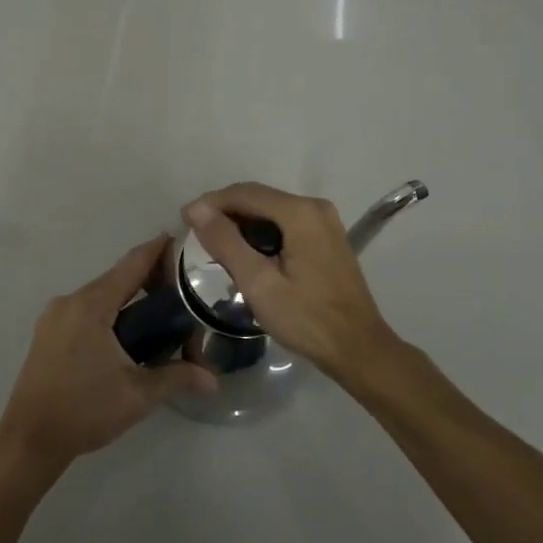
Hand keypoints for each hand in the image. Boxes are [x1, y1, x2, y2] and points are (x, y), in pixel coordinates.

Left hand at [0, 236, 217, 478]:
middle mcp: (70, 300)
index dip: (157, 250)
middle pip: (115, 277)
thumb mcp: (138, 395)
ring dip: (127, 296)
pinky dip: (108, 309)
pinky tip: (126, 329)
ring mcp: (55, 315)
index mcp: (92, 305)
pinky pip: (85, 308)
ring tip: (160, 309)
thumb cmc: (85, 411)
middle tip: (182, 286)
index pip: (131, 265)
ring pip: (100, 294)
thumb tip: (213, 379)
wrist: (30, 439)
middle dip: (147, 277)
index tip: (181, 240)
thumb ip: (177, 377)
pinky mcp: (48, 331)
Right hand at [184, 183, 398, 380]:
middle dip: (225, 210)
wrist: (358, 349)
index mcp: (300, 213)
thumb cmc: (307, 319)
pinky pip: (285, 222)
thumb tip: (197, 209)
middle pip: (259, 197)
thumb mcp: (258, 283)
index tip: (184, 219)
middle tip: (196, 231)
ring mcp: (324, 221)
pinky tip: (245, 250)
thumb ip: (226, 242)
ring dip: (242, 221)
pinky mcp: (327, 236)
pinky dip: (261, 230)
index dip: (211, 202)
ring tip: (214, 242)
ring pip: (271, 209)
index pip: (245, 193)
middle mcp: (315, 207)